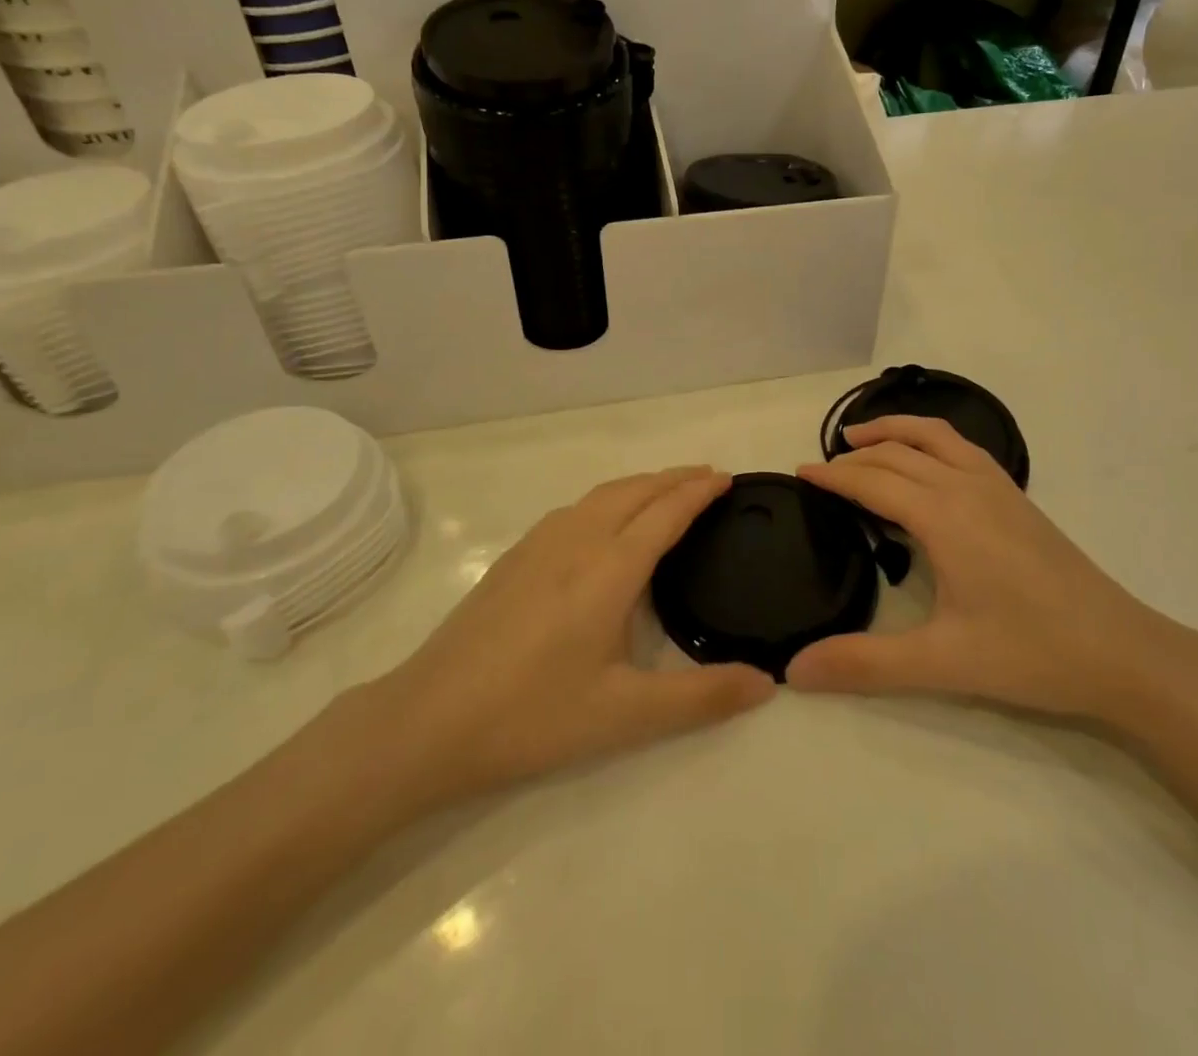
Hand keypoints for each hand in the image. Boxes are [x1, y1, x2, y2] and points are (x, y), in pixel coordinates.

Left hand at [356, 466, 773, 815]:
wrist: (429, 719)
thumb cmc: (534, 714)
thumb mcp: (626, 715)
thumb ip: (702, 697)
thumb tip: (768, 683)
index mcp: (609, 568)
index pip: (665, 512)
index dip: (698, 491)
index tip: (727, 479)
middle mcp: (576, 540)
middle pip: (634, 491)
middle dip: (674, 477)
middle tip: (707, 477)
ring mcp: (538, 545)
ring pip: (601, 495)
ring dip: (640, 485)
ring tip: (665, 492)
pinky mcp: (514, 558)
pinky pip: (575, 509)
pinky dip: (608, 499)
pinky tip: (603, 524)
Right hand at [789, 417, 1180, 720]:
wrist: (1122, 652)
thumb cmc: (1030, 652)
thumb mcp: (941, 663)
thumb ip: (864, 663)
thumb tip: (794, 670)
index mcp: (943, 515)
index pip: (873, 482)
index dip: (832, 477)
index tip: (798, 474)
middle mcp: (966, 487)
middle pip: (897, 454)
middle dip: (854, 456)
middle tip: (820, 469)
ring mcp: (997, 487)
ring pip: (934, 436)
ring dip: (893, 430)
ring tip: (860, 437)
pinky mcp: (1017, 497)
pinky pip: (961, 448)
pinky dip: (929, 439)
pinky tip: (927, 461)